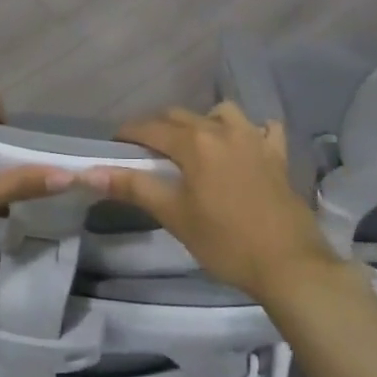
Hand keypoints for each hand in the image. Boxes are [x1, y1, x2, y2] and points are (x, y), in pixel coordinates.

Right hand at [82, 102, 347, 305]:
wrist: (287, 263)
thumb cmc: (224, 241)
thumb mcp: (174, 215)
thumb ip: (133, 188)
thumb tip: (88, 172)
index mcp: (195, 142)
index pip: (151, 128)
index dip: (129, 133)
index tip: (115, 144)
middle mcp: (223, 129)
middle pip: (182, 116)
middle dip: (160, 127)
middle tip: (148, 151)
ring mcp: (255, 138)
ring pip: (222, 112)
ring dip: (204, 121)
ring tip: (196, 145)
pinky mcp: (278, 155)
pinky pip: (264, 128)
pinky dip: (252, 131)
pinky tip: (246, 146)